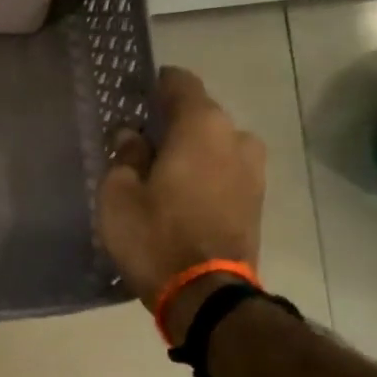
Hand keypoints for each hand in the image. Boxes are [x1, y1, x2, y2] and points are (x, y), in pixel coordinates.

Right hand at [97, 66, 266, 342]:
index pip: (179, 82)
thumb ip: (124, 156)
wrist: (206, 293)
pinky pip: (225, 173)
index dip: (154, 86)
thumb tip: (132, 137)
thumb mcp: (118, 195)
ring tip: (162, 180)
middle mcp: (236, 136)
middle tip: (140, 149)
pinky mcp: (258, 199)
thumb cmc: (155, 237)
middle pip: (199, 116)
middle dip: (171, 127)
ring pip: (214, 146)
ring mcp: (254, 169)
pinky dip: (206, 177)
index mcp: (201, 125)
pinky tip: (183, 200)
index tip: (134, 100)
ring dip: (191, 154)